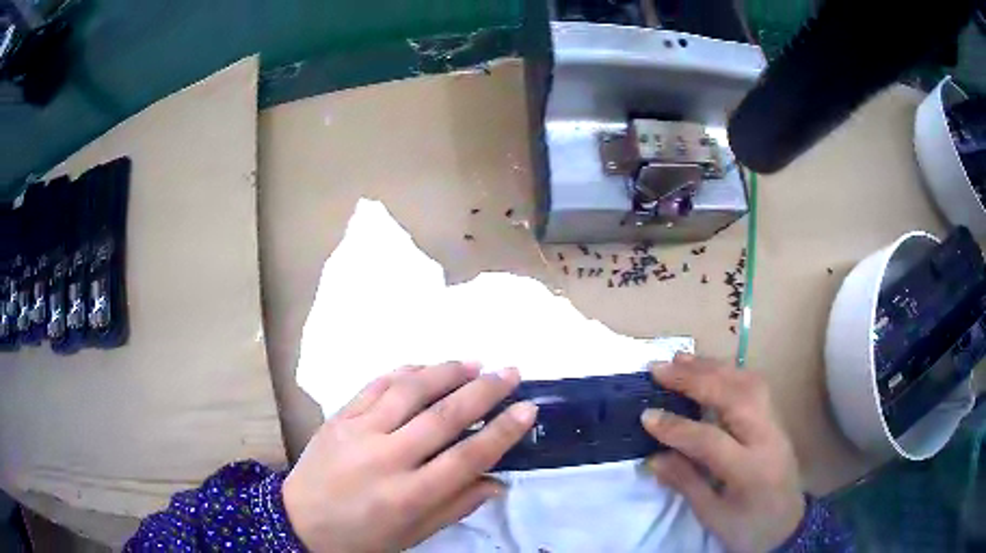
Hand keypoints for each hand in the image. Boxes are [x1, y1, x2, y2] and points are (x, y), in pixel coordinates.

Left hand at [283, 363, 536, 552]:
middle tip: (510, 373)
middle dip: (483, 391)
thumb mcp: (413, 534)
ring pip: (408, 391)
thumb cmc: (362, 538)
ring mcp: (358, 432)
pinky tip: (425, 367)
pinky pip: (375, 386)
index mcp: (408, 496)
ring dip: (445, 372)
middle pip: (443, 417)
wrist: (299, 522)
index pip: (466, 458)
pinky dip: (404, 372)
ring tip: (474, 363)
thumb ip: (456, 506)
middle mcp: (385, 458)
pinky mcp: (339, 418)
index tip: (527, 409)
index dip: (501, 432)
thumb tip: (497, 481)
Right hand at [641, 354, 804, 552]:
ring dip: (713, 367)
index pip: (710, 440)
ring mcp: (776, 424)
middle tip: (661, 368)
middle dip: (696, 378)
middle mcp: (768, 438)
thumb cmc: (748, 528)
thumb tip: (653, 457)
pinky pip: (755, 385)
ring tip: (682, 359)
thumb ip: (686, 483)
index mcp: (750, 471)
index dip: (676, 427)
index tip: (646, 416)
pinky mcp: (777, 418)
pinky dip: (730, 372)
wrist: (788, 526)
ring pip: (748, 382)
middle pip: (735, 396)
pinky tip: (712, 369)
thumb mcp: (712, 516)